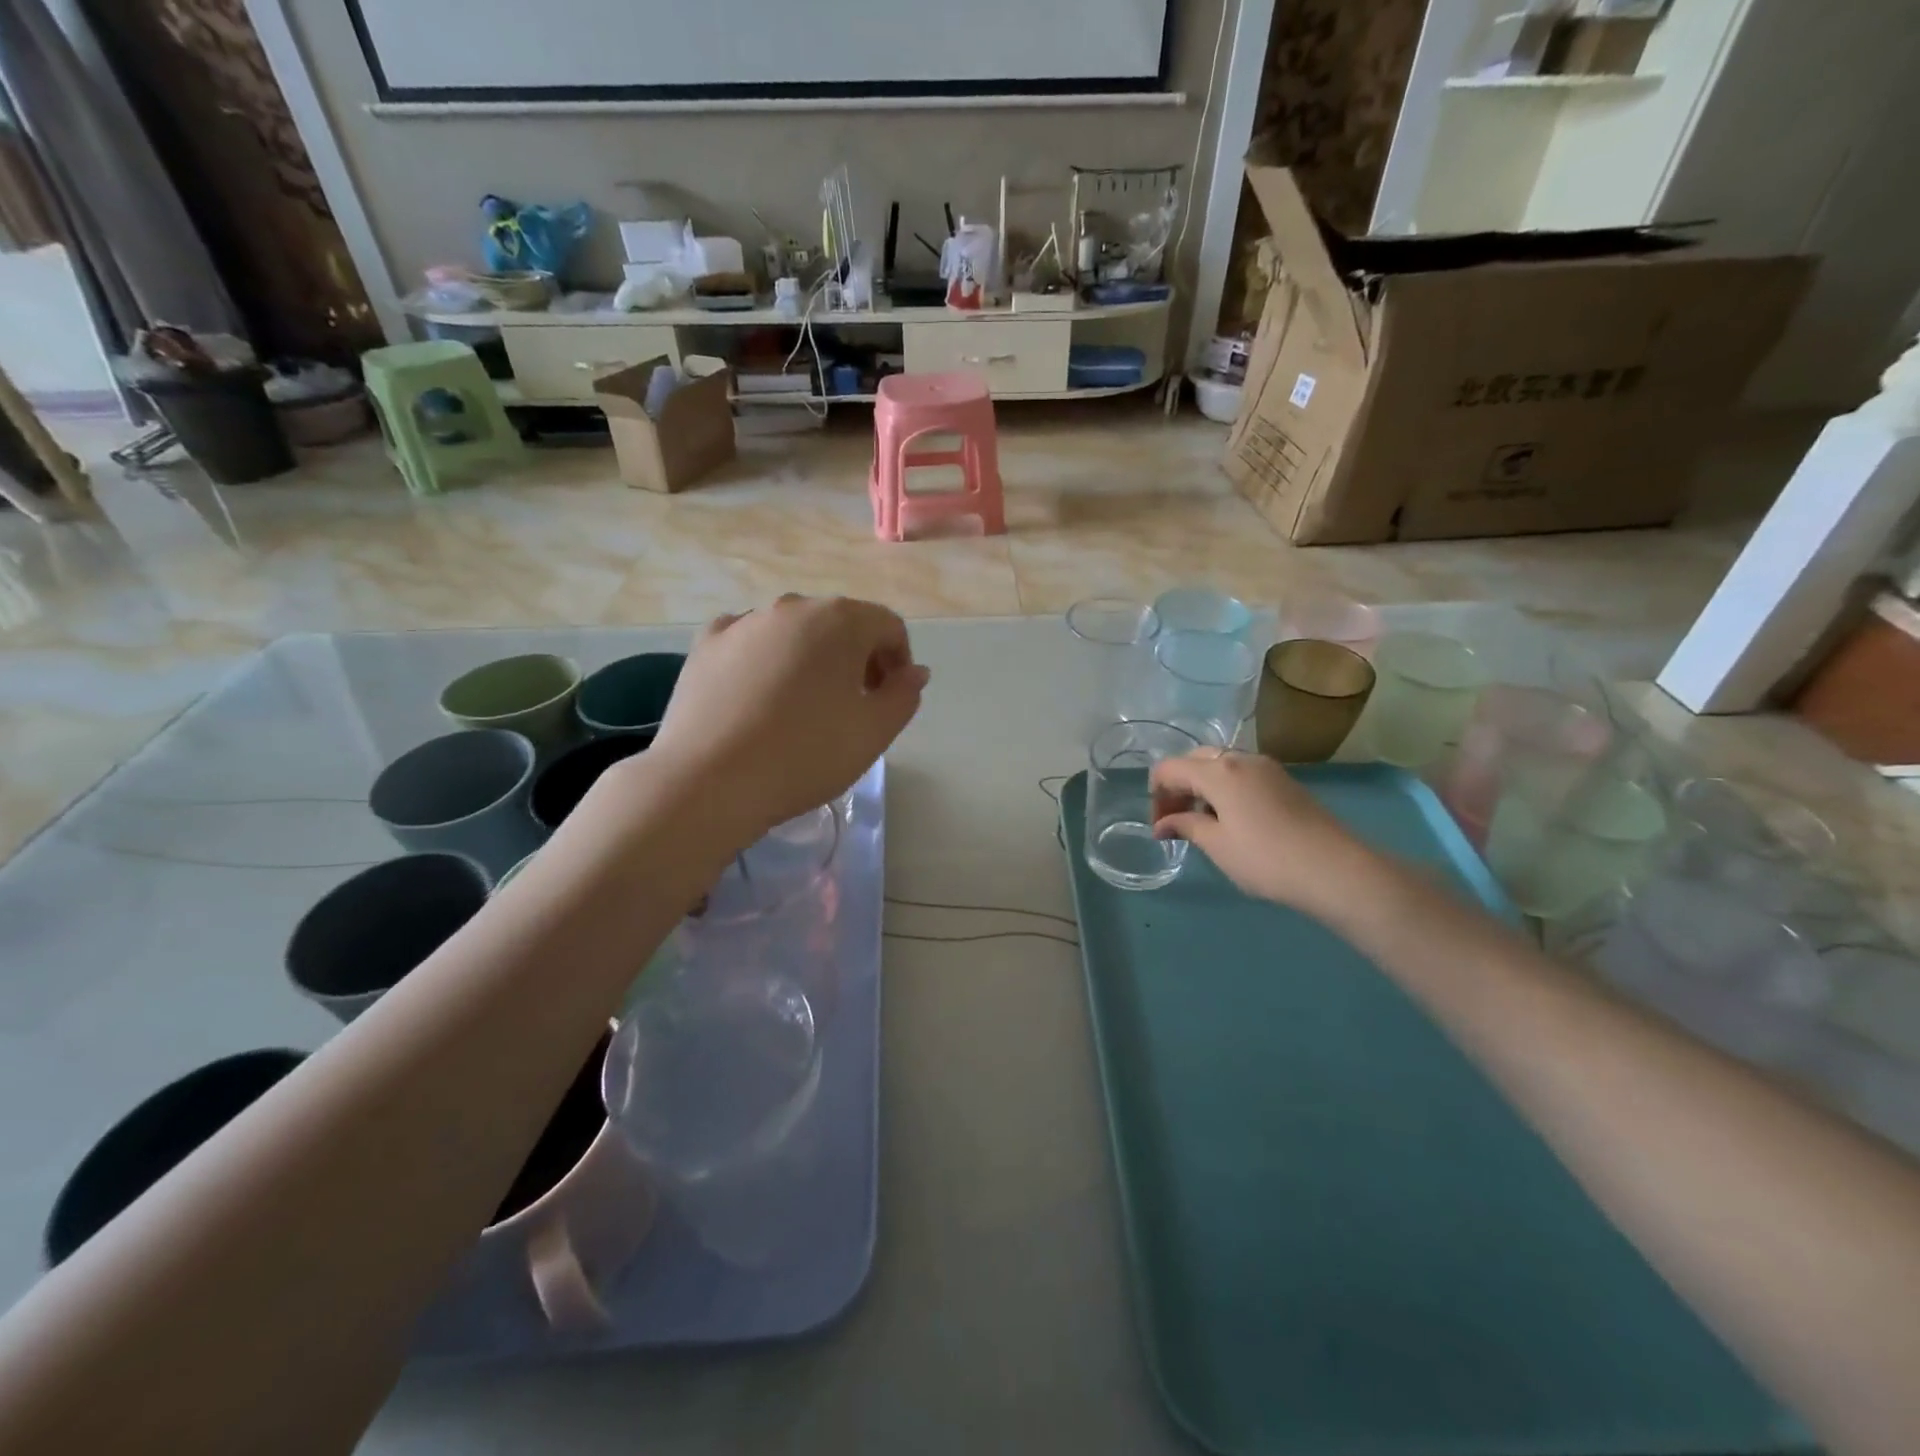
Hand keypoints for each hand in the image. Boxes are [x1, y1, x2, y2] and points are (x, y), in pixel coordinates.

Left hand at [642, 595, 929, 839]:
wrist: (709, 781)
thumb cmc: (806, 755)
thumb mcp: (874, 732)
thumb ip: (904, 695)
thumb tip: (914, 672)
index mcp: (840, 620)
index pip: (888, 626)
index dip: (899, 662)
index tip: (890, 700)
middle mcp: (792, 607)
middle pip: (841, 625)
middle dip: (857, 659)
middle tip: (853, 707)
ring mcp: (744, 622)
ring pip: (793, 633)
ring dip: (811, 660)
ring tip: (803, 708)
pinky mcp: (705, 644)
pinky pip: (749, 642)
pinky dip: (764, 660)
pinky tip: (759, 696)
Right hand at [1150, 750, 1383, 919]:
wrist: (1335, 869)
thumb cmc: (1266, 858)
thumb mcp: (1217, 845)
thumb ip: (1185, 826)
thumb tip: (1163, 824)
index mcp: (1218, 771)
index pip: (1170, 768)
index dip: (1156, 794)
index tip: (1159, 826)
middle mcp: (1240, 759)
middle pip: (1195, 760)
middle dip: (1178, 786)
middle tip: (1175, 821)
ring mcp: (1266, 768)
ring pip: (1220, 765)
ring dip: (1202, 787)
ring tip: (1202, 822)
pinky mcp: (1284, 781)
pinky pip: (1242, 774)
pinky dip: (1225, 789)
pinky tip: (1231, 819)